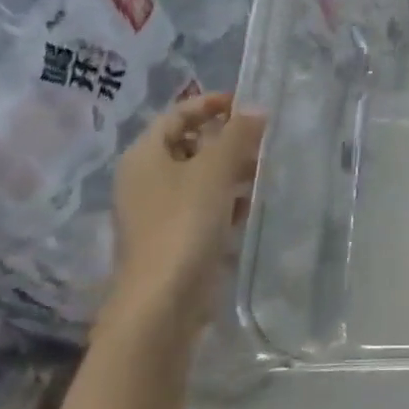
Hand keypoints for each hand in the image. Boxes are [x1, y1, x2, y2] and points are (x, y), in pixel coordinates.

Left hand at [106, 92, 265, 355]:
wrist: (161, 304)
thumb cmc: (183, 225)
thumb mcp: (214, 171)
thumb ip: (237, 135)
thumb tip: (255, 107)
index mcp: (145, 155)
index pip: (178, 114)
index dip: (212, 104)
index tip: (248, 104)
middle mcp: (145, 178)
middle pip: (189, 145)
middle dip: (226, 139)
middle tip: (263, 139)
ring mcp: (157, 211)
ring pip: (198, 177)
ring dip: (230, 170)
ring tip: (264, 171)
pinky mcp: (172, 239)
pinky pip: (201, 207)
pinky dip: (225, 201)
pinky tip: (250, 207)